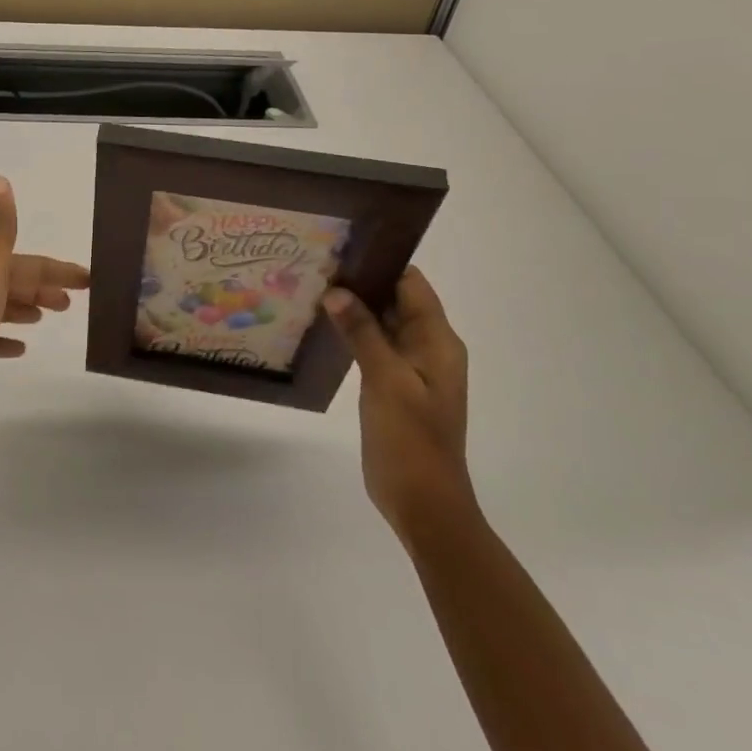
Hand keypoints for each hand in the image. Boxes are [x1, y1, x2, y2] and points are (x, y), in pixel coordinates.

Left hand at [0, 176, 88, 430]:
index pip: (26, 263)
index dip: (56, 269)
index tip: (88, 280)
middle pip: (14, 281)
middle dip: (43, 285)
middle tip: (73, 300)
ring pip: (2, 306)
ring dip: (26, 307)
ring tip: (48, 315)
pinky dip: (7, 339)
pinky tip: (20, 348)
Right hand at [323, 268, 474, 537]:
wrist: (423, 502)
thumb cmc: (411, 439)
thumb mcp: (386, 381)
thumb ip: (364, 333)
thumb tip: (338, 291)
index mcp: (438, 341)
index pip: (412, 285)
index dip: (382, 264)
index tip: (342, 249)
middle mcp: (428, 348)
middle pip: (397, 301)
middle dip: (362, 283)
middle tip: (317, 265)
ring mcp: (411, 369)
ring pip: (383, 324)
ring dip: (355, 308)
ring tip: (313, 288)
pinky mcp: (394, 386)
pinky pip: (375, 347)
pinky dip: (354, 334)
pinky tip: (324, 327)